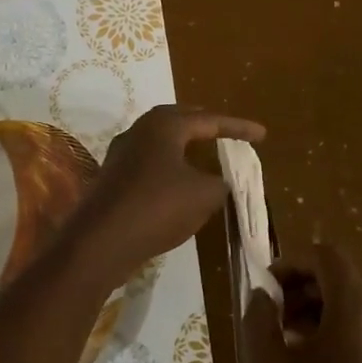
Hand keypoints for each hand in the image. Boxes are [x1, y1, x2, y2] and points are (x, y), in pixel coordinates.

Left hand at [63, 104, 264, 289]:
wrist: (99, 243)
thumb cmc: (157, 208)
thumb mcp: (204, 196)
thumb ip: (220, 183)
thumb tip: (219, 182)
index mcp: (164, 126)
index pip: (209, 120)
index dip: (238, 127)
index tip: (262, 134)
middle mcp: (139, 132)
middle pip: (178, 121)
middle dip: (205, 125)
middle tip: (227, 132)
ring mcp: (120, 155)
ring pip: (160, 142)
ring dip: (183, 146)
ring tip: (203, 153)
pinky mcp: (111, 179)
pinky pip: (148, 163)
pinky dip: (169, 166)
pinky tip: (177, 182)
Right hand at [244, 243, 361, 362]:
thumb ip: (259, 319)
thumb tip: (262, 294)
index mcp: (359, 307)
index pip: (325, 256)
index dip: (291, 264)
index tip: (265, 291)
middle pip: (342, 277)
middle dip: (302, 289)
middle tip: (271, 320)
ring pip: (356, 303)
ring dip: (319, 310)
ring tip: (289, 345)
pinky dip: (341, 330)